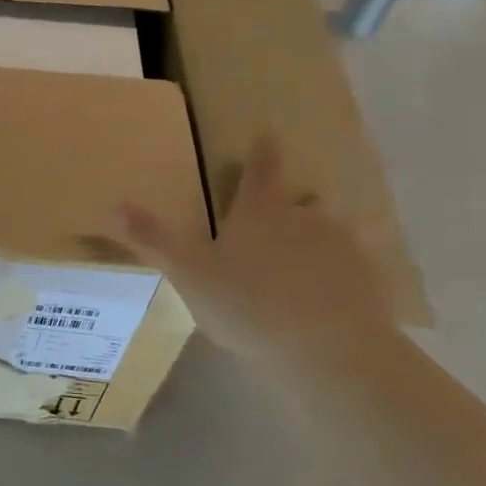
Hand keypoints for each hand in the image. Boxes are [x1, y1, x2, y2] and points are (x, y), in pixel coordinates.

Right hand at [116, 135, 395, 366]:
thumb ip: (155, 240)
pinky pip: (356, 265)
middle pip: (301, 200)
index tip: (268, 134)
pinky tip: (334, 293)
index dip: (262, 153)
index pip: (261, 171)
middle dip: (290, 204)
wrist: (328, 351)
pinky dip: (345, 271)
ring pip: (331, 230)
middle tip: (278, 220)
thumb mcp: (190, 275)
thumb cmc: (249, 306)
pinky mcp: (369, 280)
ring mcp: (343, 247)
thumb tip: (116, 204)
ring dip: (319, 236)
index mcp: (260, 213)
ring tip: (305, 260)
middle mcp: (305, 218)